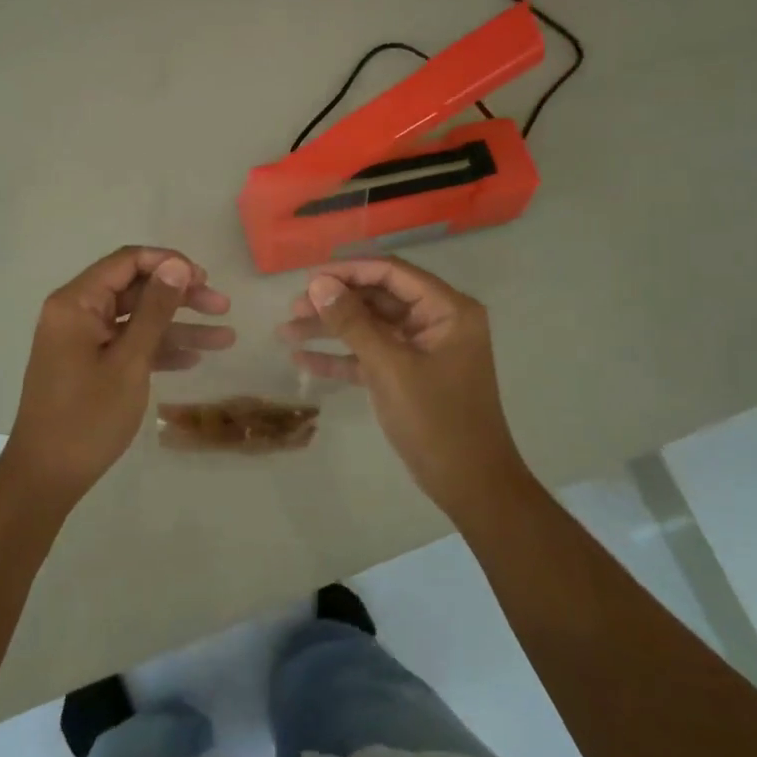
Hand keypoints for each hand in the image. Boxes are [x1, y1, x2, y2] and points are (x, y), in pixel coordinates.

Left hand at [5, 246, 232, 502]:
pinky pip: (128, 344)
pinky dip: (158, 349)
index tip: (204, 279)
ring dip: (178, 327)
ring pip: (137, 320)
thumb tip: (177, 264)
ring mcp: (82, 340)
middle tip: (223, 306)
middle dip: (181, 297)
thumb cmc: (88, 416)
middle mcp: (76, 313)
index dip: (169, 263)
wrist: (47, 476)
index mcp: (76, 302)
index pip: (127, 261)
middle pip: (136, 289)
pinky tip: (194, 359)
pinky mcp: (89, 364)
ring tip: (225, 338)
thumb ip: (155, 310)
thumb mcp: (129, 361)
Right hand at [280, 258, 522, 519]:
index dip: (349, 271)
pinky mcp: (409, 375)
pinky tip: (304, 360)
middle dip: (335, 303)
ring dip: (331, 329)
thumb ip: (353, 323)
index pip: (392, 273)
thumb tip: (318, 283)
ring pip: (370, 328)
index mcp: (447, 310)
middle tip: (293, 308)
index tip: (309, 278)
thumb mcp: (390, 367)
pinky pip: (371, 356)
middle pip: (378, 299)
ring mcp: (422, 350)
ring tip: (286, 331)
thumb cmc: (437, 420)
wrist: (470, 485)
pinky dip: (341, 358)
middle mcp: (437, 321)